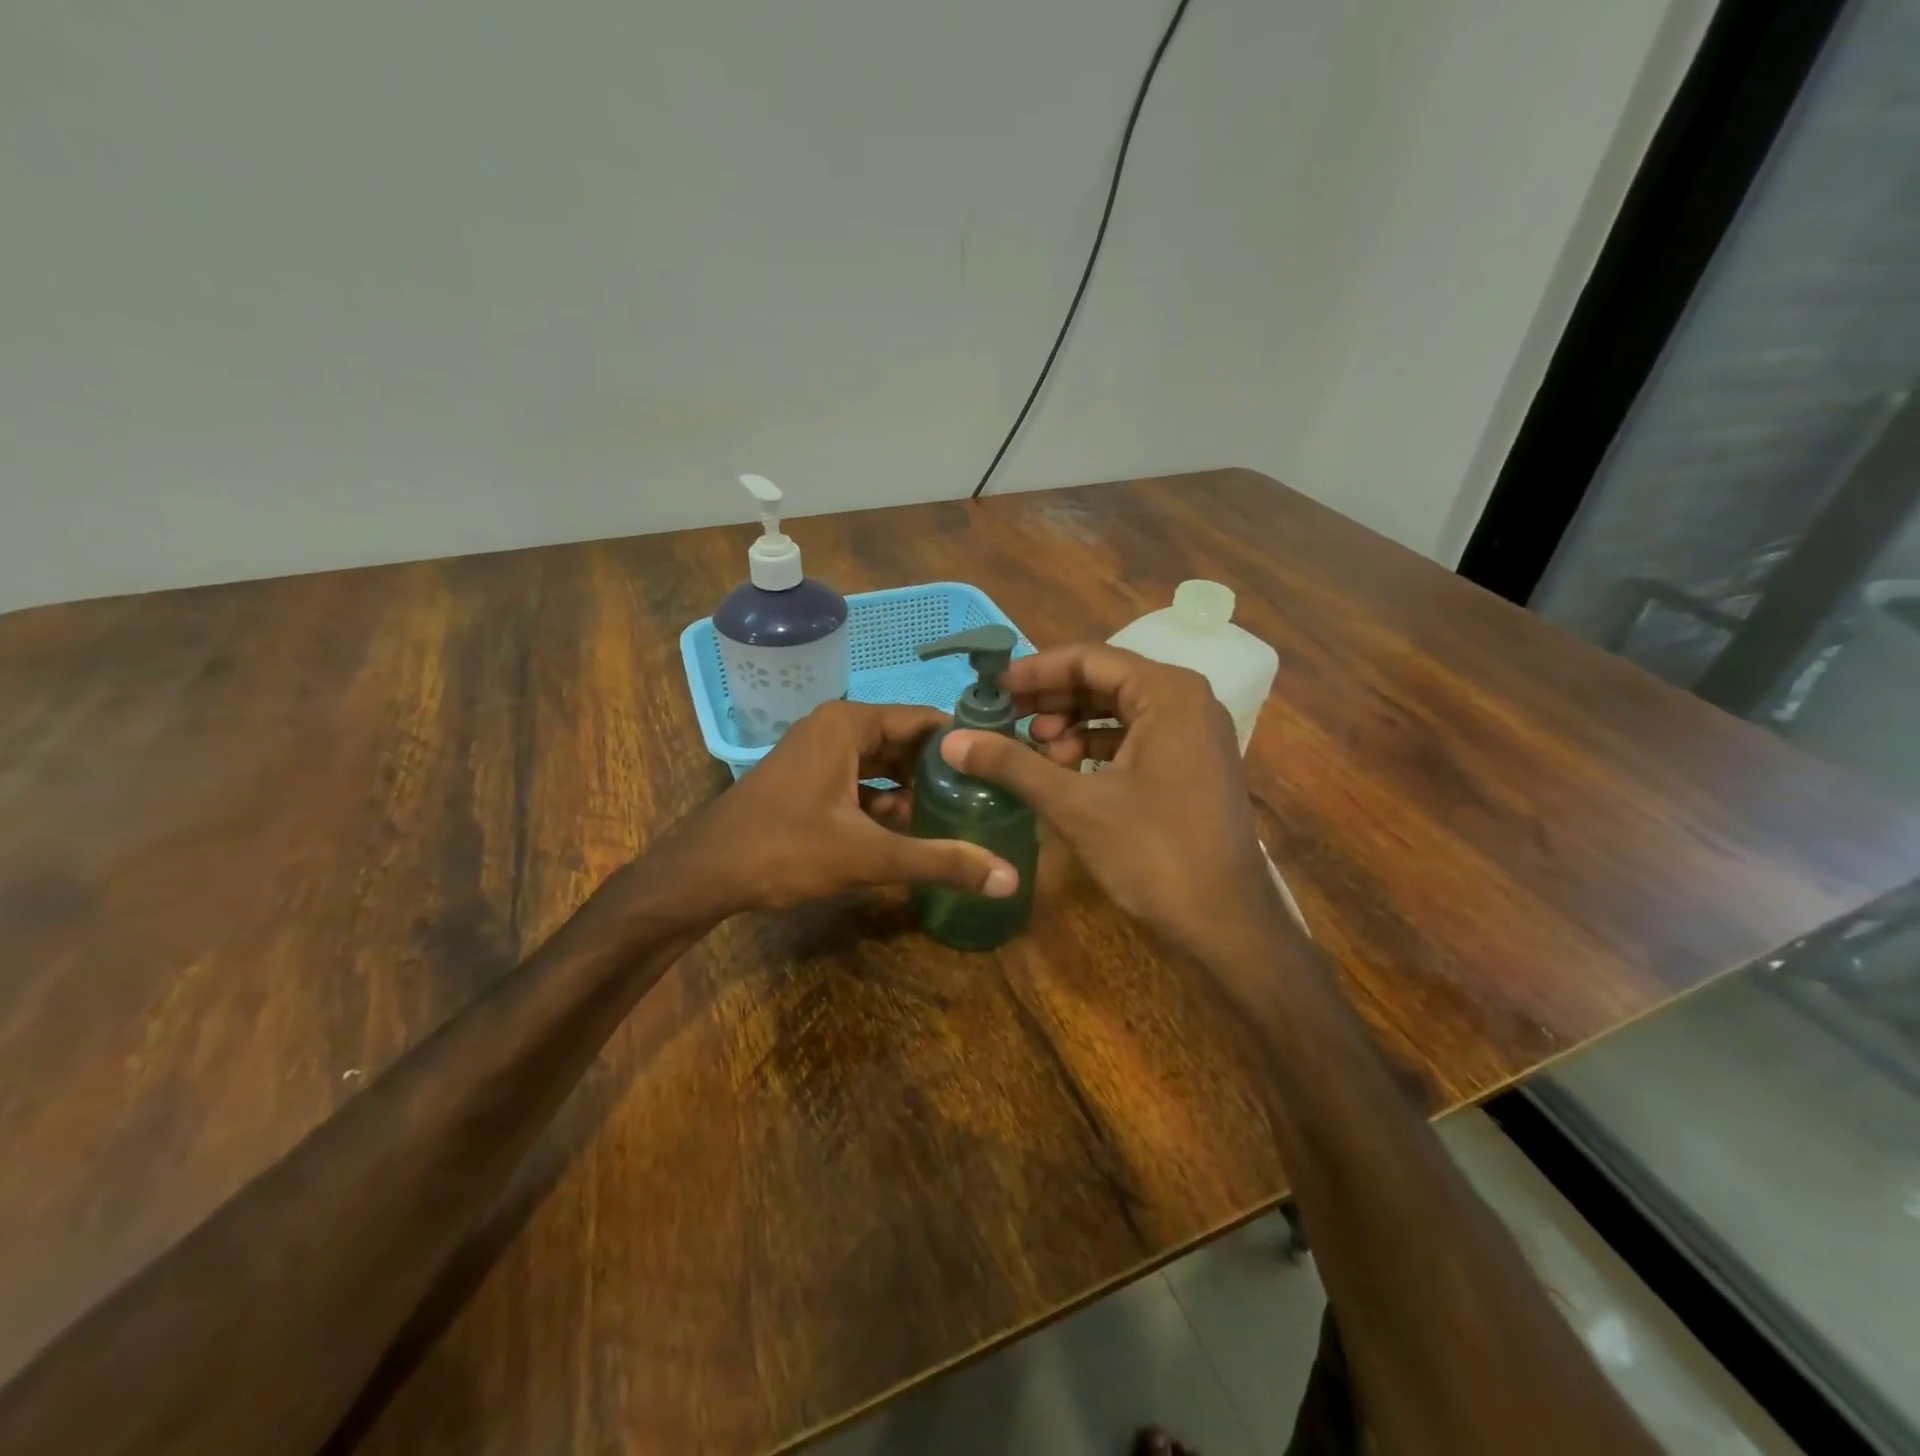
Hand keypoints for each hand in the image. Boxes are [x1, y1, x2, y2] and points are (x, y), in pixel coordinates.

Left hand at [663, 700, 1018, 918]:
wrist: (702, 874)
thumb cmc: (784, 850)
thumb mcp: (868, 856)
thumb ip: (940, 861)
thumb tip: (1010, 878)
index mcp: (850, 724)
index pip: (926, 720)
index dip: (965, 743)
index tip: (1003, 766)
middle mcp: (835, 728)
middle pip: (906, 741)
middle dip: (943, 770)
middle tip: (989, 795)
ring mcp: (818, 753)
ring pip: (883, 764)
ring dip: (916, 789)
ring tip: (962, 813)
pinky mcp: (809, 780)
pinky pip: (861, 781)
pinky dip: (887, 801)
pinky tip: (913, 830)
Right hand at [942, 645, 1281, 957]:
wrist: (1225, 921)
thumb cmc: (1153, 852)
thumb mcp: (1075, 804)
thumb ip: (1012, 764)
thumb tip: (951, 740)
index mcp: (1168, 693)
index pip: (1089, 659)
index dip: (1035, 672)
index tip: (993, 689)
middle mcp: (1187, 701)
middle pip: (1105, 682)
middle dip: (1052, 700)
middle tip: (1005, 720)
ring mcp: (1195, 735)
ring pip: (1119, 711)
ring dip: (1072, 726)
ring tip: (1032, 750)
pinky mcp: (1192, 766)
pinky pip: (1136, 738)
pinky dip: (1096, 749)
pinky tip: (1064, 771)